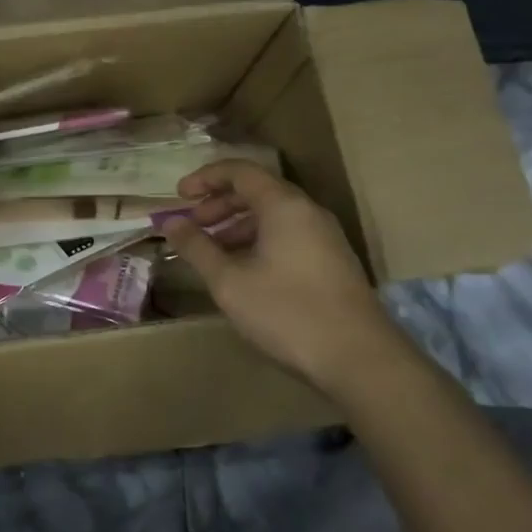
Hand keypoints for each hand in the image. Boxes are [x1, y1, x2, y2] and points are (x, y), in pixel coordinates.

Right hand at [161, 159, 416, 393]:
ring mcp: (325, 237)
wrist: (361, 360)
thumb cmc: (287, 312)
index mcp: (283, 205)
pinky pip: (288, 235)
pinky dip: (258, 241)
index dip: (205, 178)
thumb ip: (197, 247)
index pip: (240, 171)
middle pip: (257, 191)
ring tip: (213, 251)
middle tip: (193, 224)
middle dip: (219, 203)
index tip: (179, 195)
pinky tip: (244, 271)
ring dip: (237, 225)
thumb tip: (170, 223)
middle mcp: (308, 211)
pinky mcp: (333, 262)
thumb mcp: (229, 281)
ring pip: (273, 215)